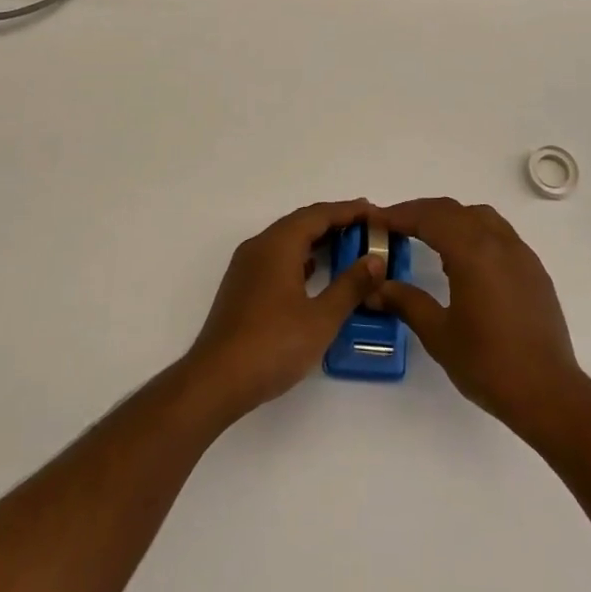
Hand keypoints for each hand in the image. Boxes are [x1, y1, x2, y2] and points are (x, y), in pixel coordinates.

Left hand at [184, 200, 384, 422]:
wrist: (216, 380)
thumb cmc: (272, 345)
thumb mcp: (321, 318)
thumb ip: (350, 286)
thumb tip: (374, 260)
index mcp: (278, 245)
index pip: (319, 214)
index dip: (349, 211)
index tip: (375, 212)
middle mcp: (260, 246)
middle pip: (302, 222)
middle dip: (334, 221)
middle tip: (367, 226)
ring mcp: (247, 266)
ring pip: (287, 239)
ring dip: (317, 238)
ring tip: (348, 245)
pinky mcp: (242, 286)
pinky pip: (277, 257)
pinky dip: (301, 256)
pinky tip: (315, 271)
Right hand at [375, 198, 585, 441]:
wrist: (548, 392)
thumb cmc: (488, 364)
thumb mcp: (438, 334)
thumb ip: (406, 302)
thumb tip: (376, 287)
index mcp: (473, 252)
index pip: (430, 218)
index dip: (400, 214)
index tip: (375, 219)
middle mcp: (498, 242)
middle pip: (453, 210)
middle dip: (421, 212)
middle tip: (393, 225)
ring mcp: (520, 254)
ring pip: (480, 216)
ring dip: (450, 218)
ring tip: (427, 238)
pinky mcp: (533, 269)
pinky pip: (499, 233)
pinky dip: (473, 232)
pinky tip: (463, 261)